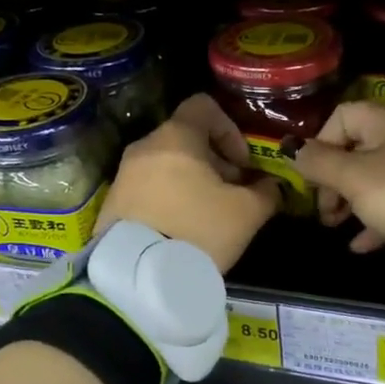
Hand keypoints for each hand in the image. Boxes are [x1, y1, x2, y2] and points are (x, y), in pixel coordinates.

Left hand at [98, 95, 280, 271]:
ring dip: (191, 181)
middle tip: (231, 194)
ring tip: (207, 215)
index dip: (230, 129)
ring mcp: (123, 175)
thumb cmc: (198, 231)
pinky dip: (168, 198)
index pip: (204, 106)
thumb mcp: (247, 214)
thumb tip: (272, 186)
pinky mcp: (112, 203)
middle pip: (185, 138)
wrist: (138, 276)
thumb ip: (266, 192)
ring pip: (166, 164)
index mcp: (176, 137)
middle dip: (214, 161)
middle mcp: (144, 147)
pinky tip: (181, 229)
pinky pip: (148, 188)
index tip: (241, 164)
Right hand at [292, 103, 384, 251]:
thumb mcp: (351, 177)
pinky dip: (374, 218)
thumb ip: (318, 163)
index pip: (341, 117)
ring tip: (336, 225)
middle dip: (332, 180)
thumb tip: (291, 149)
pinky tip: (360, 245)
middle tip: (324, 209)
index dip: (320, 144)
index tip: (313, 175)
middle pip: (356, 150)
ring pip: (374, 177)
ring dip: (349, 201)